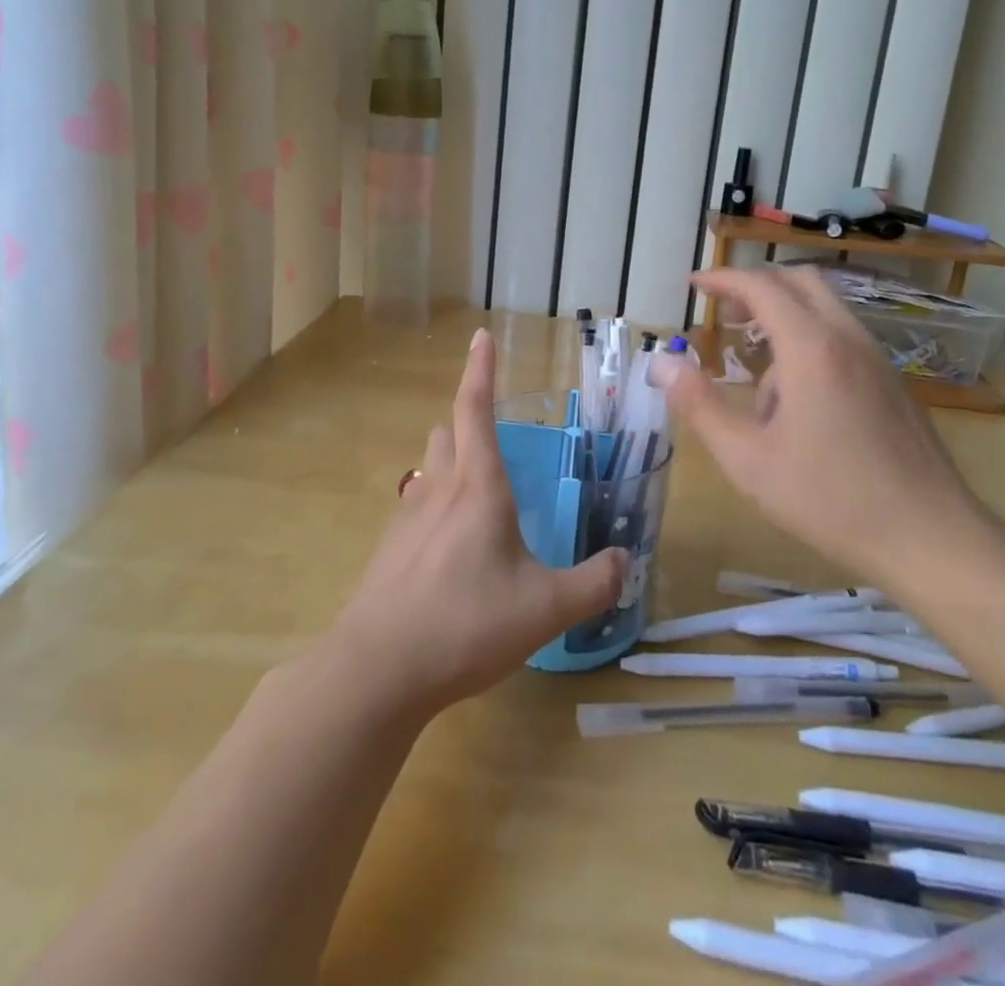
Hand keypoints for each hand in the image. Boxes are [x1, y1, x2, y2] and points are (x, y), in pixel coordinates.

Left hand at [326, 328, 626, 715]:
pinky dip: (435, 508)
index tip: (480, 336)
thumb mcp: (545, 608)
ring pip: (429, 469)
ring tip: (478, 496)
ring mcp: (407, 518)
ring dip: (450, 465)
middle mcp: (439, 490)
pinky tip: (451, 551)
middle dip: (467, 424)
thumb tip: (627, 561)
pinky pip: (416, 508)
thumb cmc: (466, 624)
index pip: (475, 409)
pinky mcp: (389, 550)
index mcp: (478, 487)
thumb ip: (594, 583)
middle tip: (494, 441)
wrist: (378, 670)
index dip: (480, 369)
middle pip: (446, 433)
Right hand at [664, 267, 986, 586]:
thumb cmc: (830, 500)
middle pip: (800, 282)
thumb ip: (700, 406)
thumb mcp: (748, 460)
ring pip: (825, 309)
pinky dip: (809, 341)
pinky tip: (797, 400)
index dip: (723, 279)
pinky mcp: (893, 383)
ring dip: (784, 317)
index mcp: (812, 350)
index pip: (762, 286)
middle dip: (756, 286)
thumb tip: (661, 363)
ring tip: (755, 372)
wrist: (931, 538)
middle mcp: (848, 340)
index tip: (694, 285)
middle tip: (724, 312)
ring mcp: (877, 360)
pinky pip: (843, 338)